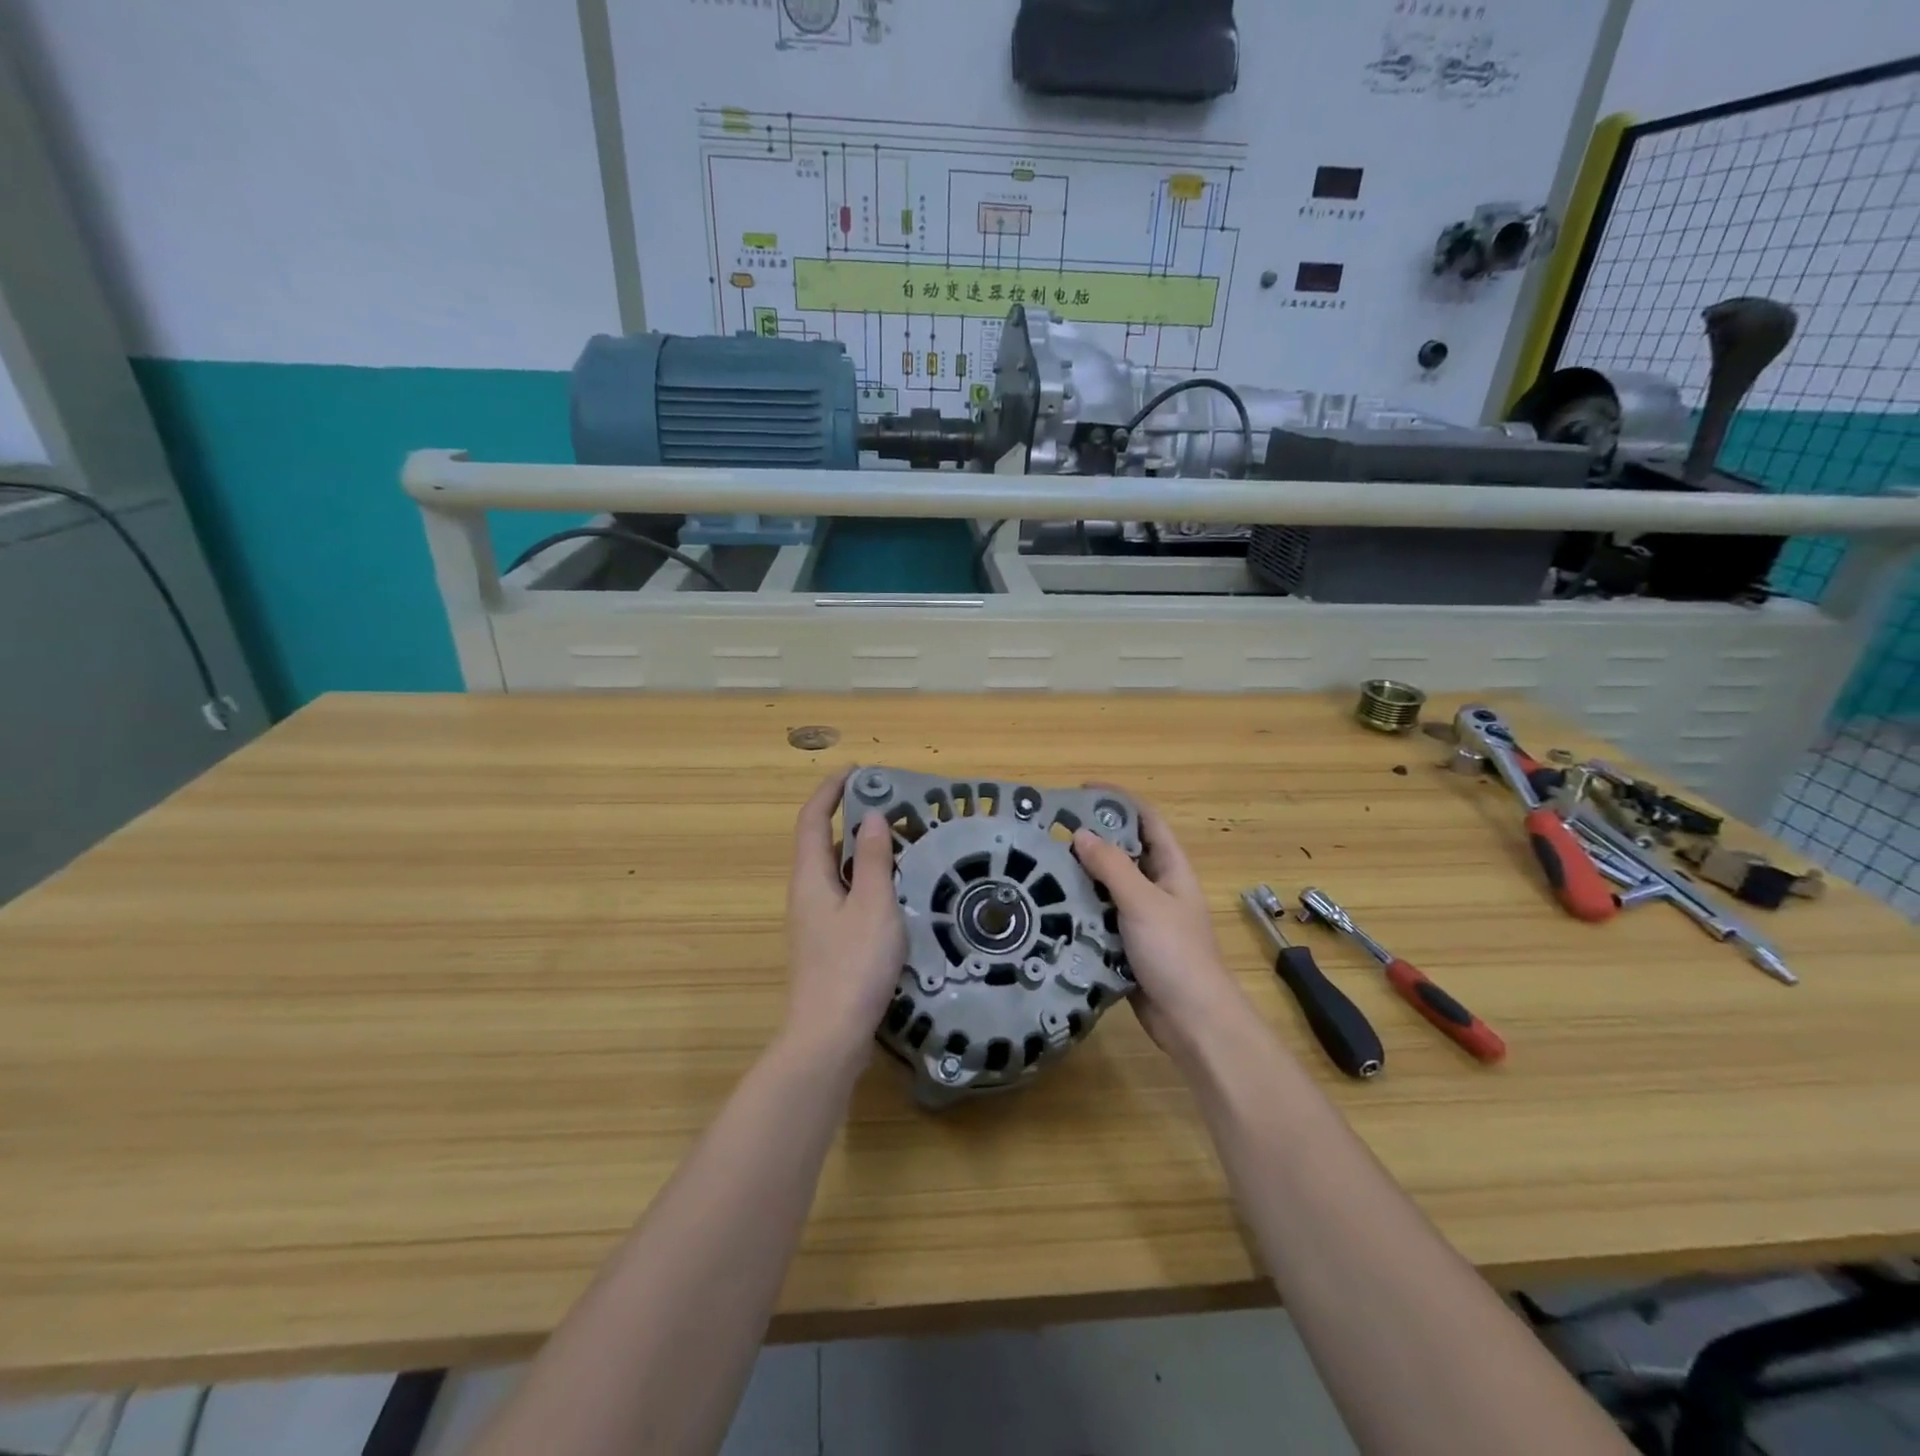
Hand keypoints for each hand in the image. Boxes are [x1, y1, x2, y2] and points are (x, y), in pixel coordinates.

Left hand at [782, 771, 907, 1064]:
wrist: (829, 1037)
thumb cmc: (852, 966)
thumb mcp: (872, 905)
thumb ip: (873, 859)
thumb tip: (873, 817)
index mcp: (810, 877)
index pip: (813, 819)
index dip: (830, 790)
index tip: (858, 771)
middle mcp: (806, 893)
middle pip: (822, 842)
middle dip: (851, 818)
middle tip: (893, 807)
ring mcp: (815, 920)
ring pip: (837, 871)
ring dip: (862, 851)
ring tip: (902, 842)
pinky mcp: (828, 943)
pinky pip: (846, 895)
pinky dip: (867, 880)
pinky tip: (896, 891)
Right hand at [1072, 798, 1248, 1058]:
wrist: (1192, 1020)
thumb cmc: (1175, 952)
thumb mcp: (1142, 902)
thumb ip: (1111, 867)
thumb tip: (1080, 834)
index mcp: (1171, 868)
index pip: (1146, 820)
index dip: (1118, 800)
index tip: (1080, 791)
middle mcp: (1157, 887)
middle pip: (1123, 851)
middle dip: (1091, 838)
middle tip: (1050, 831)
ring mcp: (1142, 917)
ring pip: (1108, 885)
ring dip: (1081, 875)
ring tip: (1041, 864)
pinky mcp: (1127, 944)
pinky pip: (1100, 916)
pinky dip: (1080, 909)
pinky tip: (1051, 906)